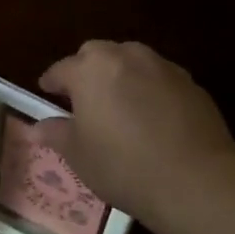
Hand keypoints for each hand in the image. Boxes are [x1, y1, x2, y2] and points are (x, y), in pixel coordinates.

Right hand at [34, 41, 234, 225]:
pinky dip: (149, 90)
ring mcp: (163, 67)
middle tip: (83, 97)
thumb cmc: (123, 165)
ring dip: (121, 76)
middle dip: (87, 70)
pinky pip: (160, 79)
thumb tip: (39, 126)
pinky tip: (152, 118)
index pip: (62, 68)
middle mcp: (126, 56)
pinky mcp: (191, 83)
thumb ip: (57, 133)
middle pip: (98, 54)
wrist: (195, 179)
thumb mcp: (79, 155)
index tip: (46, 92)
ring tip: (118, 105)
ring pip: (132, 62)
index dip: (51, 81)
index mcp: (91, 69)